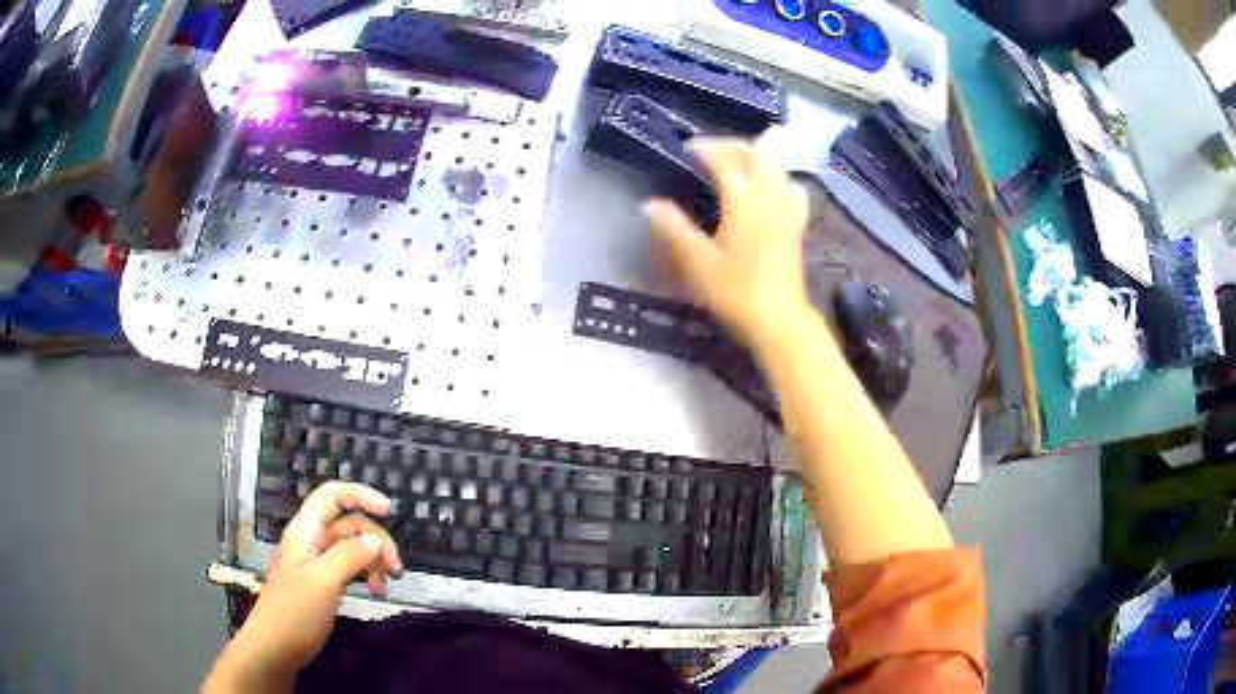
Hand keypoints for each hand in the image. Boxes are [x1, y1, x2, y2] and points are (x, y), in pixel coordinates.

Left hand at [205, 483, 401, 691]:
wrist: (275, 647)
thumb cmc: (295, 611)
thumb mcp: (323, 581)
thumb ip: (349, 555)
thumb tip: (375, 540)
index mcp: (306, 531)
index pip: (333, 494)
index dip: (361, 494)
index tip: (390, 511)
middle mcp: (312, 540)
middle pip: (349, 523)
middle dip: (376, 540)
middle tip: (396, 569)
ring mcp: (317, 562)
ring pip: (353, 547)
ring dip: (374, 561)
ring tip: (384, 587)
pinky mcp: (323, 583)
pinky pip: (350, 567)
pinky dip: (366, 575)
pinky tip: (375, 592)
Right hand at [646, 132, 811, 347]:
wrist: (779, 320)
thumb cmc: (736, 292)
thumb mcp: (698, 263)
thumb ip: (674, 230)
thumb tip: (650, 204)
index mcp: (743, 203)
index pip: (726, 163)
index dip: (708, 150)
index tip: (689, 147)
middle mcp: (769, 199)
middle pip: (761, 155)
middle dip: (739, 144)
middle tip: (717, 146)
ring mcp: (787, 212)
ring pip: (781, 170)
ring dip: (764, 157)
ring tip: (745, 159)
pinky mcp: (797, 227)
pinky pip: (793, 191)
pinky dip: (782, 180)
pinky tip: (776, 188)